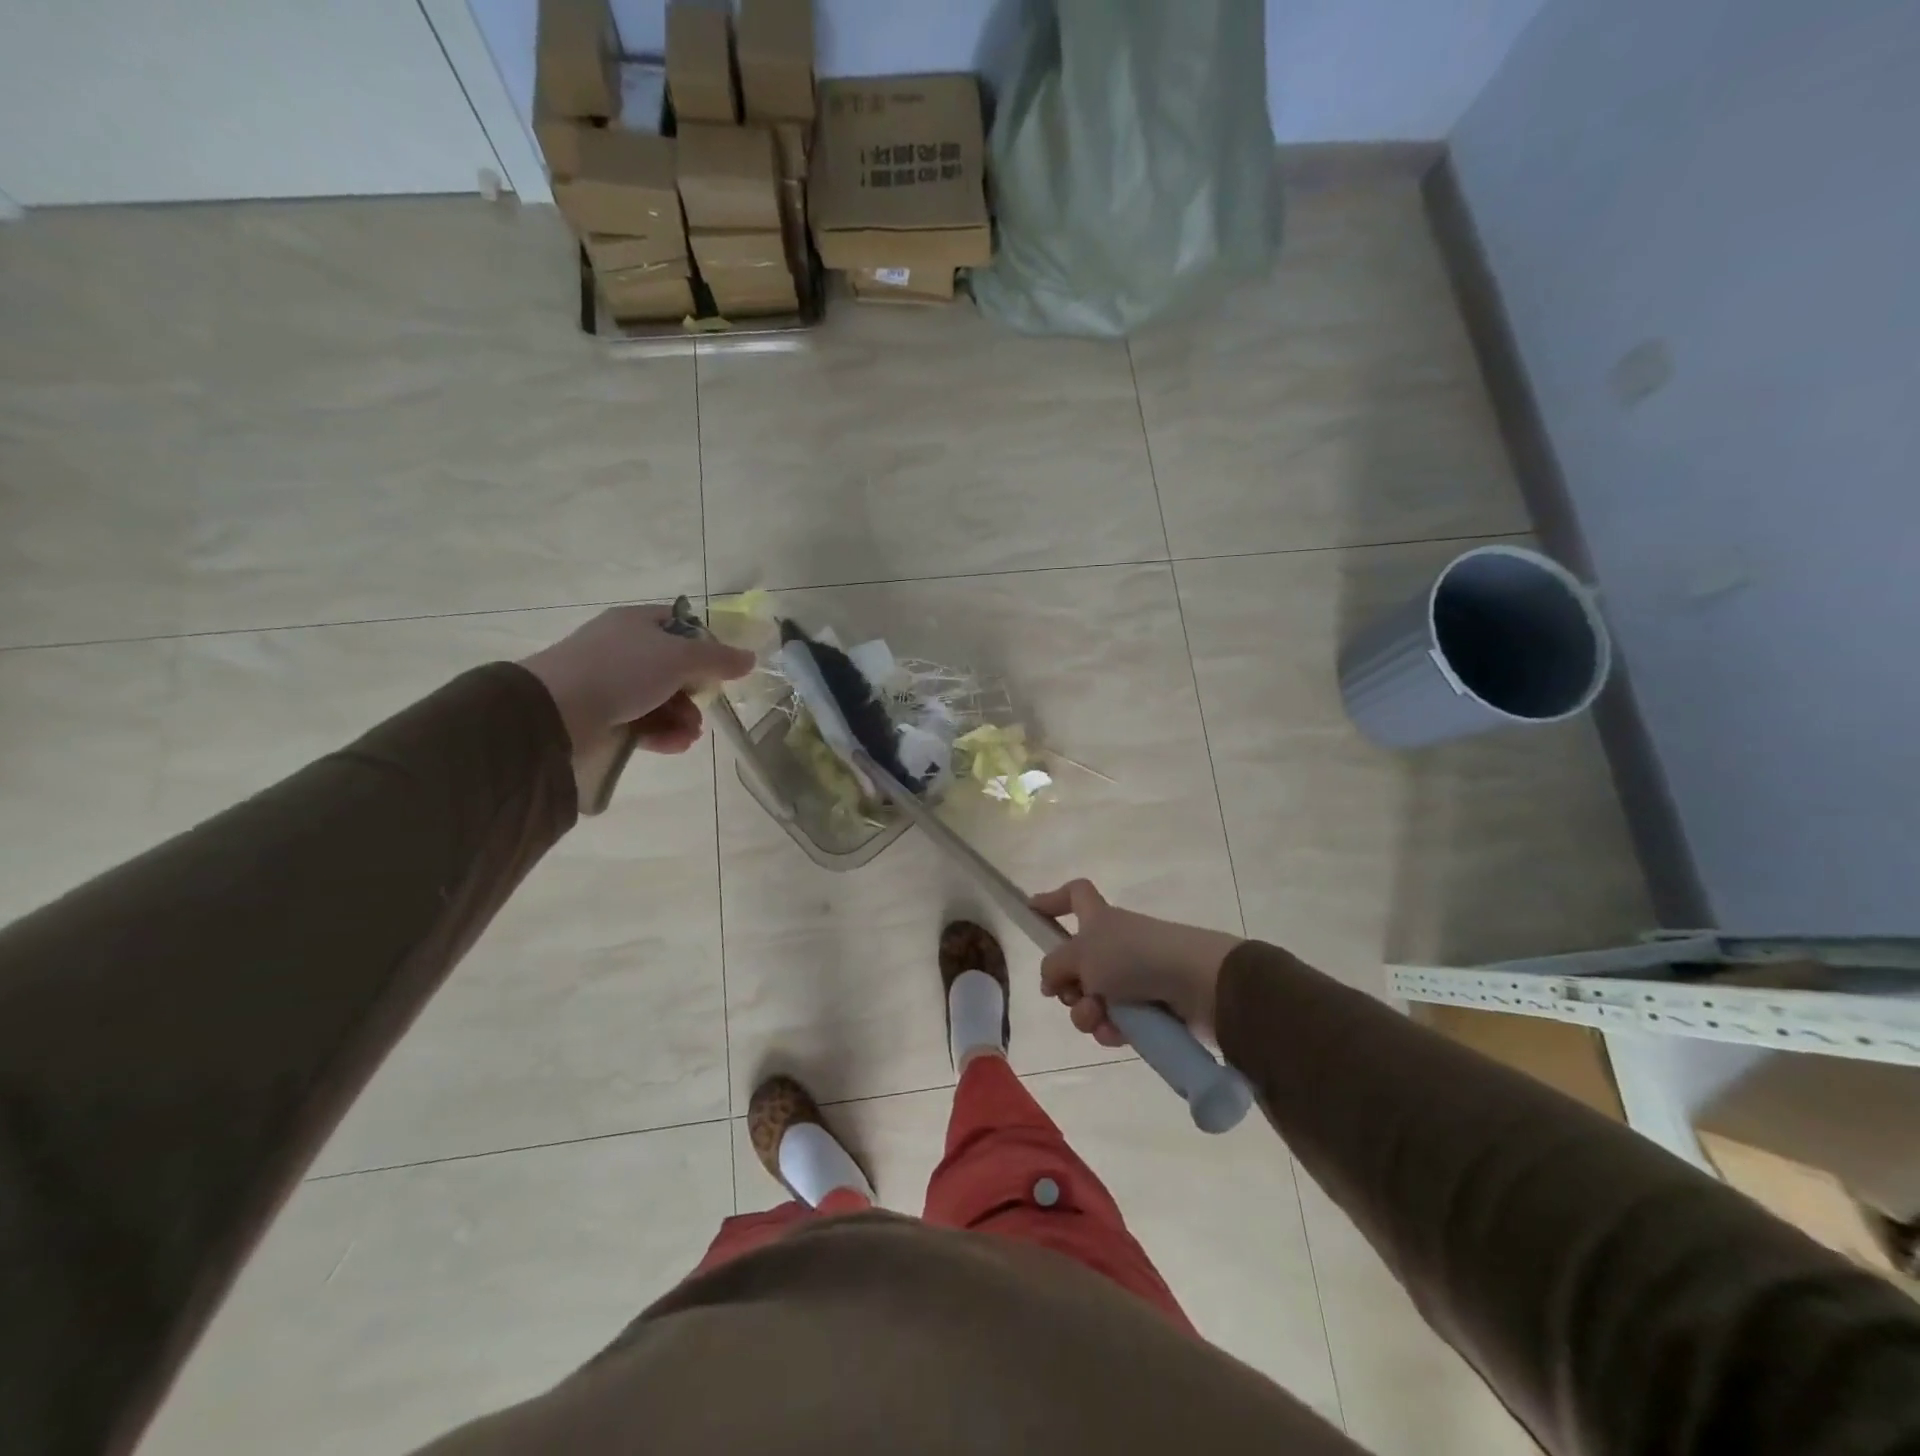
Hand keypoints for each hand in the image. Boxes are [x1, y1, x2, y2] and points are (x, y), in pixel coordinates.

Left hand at [520, 604, 755, 759]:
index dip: (705, 644)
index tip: (721, 668)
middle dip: (695, 692)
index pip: (680, 625)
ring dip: (683, 718)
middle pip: (673, 668)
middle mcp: (623, 649)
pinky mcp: (603, 716)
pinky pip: (643, 722)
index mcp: (637, 623)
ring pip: (660, 699)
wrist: (555, 711)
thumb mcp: (679, 658)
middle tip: (705, 707)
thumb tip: (751, 658)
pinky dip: (662, 734)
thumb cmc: (622, 670)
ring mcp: (611, 684)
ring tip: (690, 734)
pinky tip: (675, 744)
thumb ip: (719, 659)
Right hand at [1033, 880, 1243, 1043]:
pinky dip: (1112, 1029)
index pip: (1075, 895)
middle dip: (1067, 987)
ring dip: (1087, 1014)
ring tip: (1098, 1018)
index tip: (1032, 911)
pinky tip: (1117, 1033)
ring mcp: (1133, 976)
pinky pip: (1116, 1022)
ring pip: (1093, 999)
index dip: (1053, 899)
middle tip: (1072, 994)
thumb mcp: (1081, 955)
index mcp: (1099, 919)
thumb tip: (1050, 980)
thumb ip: (1055, 966)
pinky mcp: (1150, 1007)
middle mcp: (1115, 944)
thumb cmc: (1133, 956)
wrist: (1196, 984)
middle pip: (1076, 964)